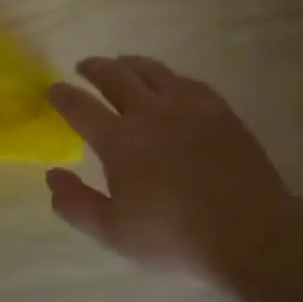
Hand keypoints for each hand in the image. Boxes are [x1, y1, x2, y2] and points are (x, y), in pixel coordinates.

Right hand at [45, 55, 294, 283]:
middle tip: (84, 66)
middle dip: (95, 68)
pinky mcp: (220, 111)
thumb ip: (76, 203)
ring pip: (153, 71)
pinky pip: (188, 82)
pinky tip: (171, 83)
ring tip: (122, 64)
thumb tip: (52, 176)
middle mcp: (150, 113)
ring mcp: (189, 107)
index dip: (63, 96)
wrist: (251, 233)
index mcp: (120, 140)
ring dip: (130, 64)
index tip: (53, 89)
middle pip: (116, 77)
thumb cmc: (175, 237)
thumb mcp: (113, 232)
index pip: (81, 107)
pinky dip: (170, 77)